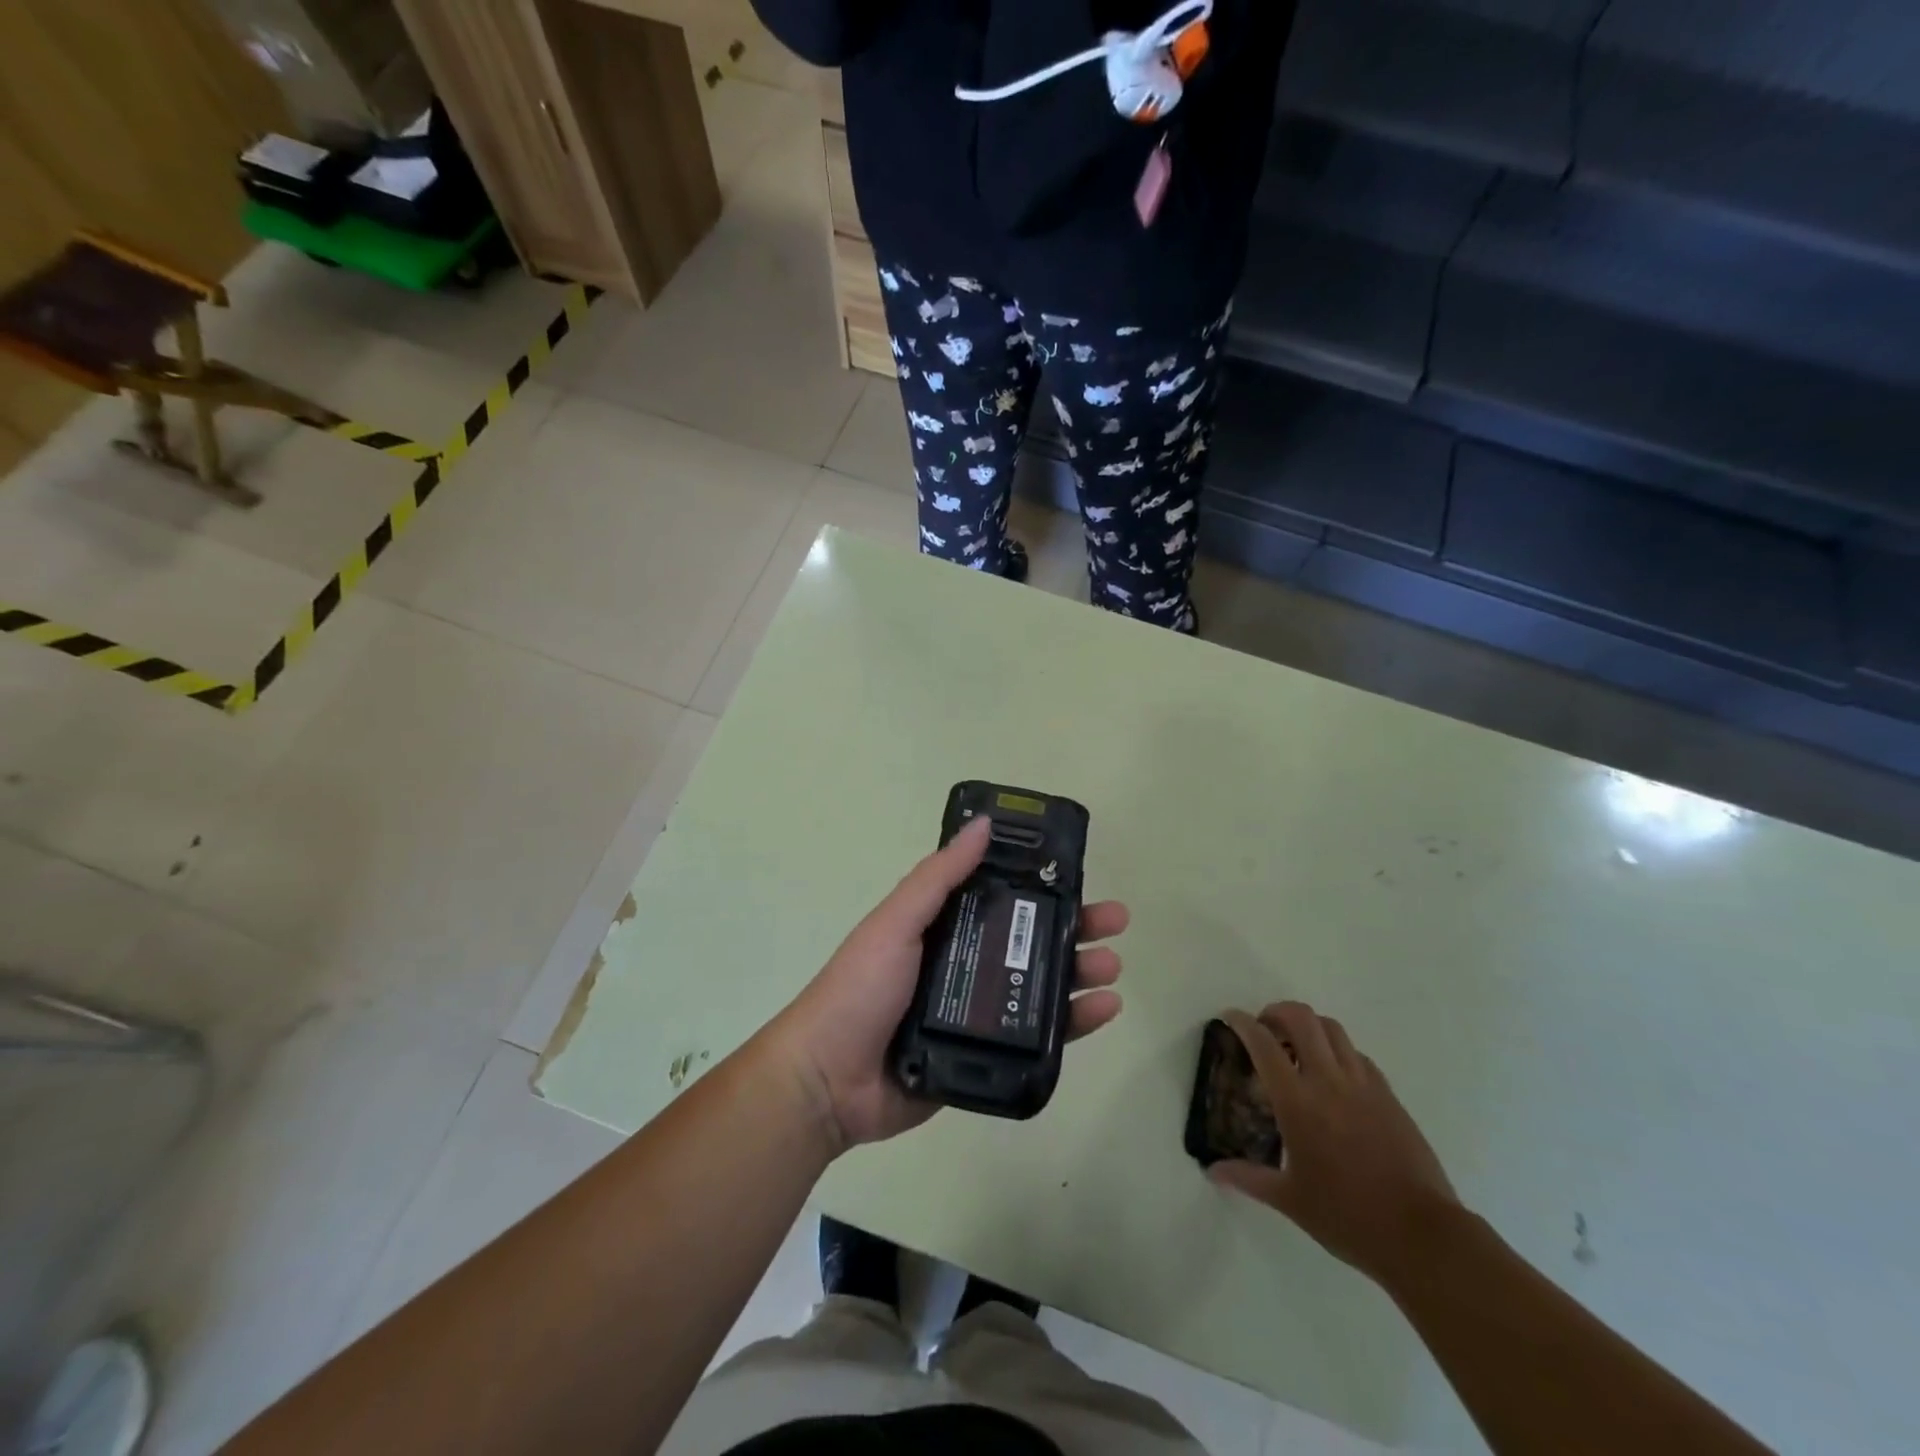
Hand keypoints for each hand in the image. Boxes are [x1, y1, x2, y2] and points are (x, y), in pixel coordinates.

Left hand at [769, 815, 1127, 1152]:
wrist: (827, 1081)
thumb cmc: (860, 989)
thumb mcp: (896, 922)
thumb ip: (938, 877)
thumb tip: (983, 825)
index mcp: (943, 929)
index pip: (1002, 899)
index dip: (1041, 886)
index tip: (1079, 875)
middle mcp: (964, 965)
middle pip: (1029, 941)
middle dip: (1074, 929)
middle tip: (1115, 922)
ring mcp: (976, 1015)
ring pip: (1040, 987)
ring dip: (1079, 973)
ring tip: (1113, 967)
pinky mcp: (986, 1058)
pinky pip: (1036, 1037)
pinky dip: (1072, 1024)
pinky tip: (1102, 1011)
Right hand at [1211, 1002, 1460, 1288]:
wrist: (1422, 1235)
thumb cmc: (1348, 1217)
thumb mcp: (1290, 1200)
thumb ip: (1248, 1178)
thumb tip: (1213, 1171)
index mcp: (1297, 1101)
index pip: (1262, 1043)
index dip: (1241, 1022)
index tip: (1229, 1017)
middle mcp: (1329, 1081)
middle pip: (1301, 1018)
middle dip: (1277, 1011)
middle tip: (1265, 1028)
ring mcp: (1364, 1085)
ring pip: (1333, 1029)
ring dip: (1309, 1026)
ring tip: (1298, 1047)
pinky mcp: (1389, 1096)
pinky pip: (1358, 1056)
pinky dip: (1338, 1051)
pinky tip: (1334, 1077)